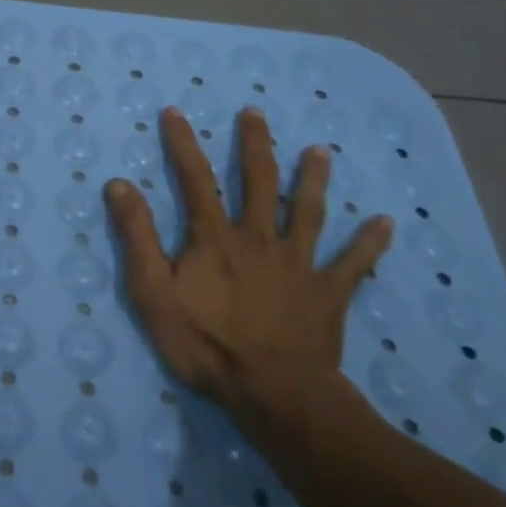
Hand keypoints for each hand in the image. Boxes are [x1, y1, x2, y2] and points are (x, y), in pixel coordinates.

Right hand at [105, 105, 392, 433]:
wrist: (274, 394)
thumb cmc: (206, 344)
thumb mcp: (153, 292)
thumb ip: (137, 237)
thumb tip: (119, 184)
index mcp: (216, 237)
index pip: (195, 178)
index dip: (183, 143)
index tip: (176, 111)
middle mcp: (259, 238)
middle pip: (259, 182)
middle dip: (254, 144)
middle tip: (255, 112)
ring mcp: (299, 264)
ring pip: (308, 212)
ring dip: (314, 179)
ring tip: (321, 151)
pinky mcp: (328, 294)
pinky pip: (353, 264)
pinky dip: (369, 243)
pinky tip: (386, 223)